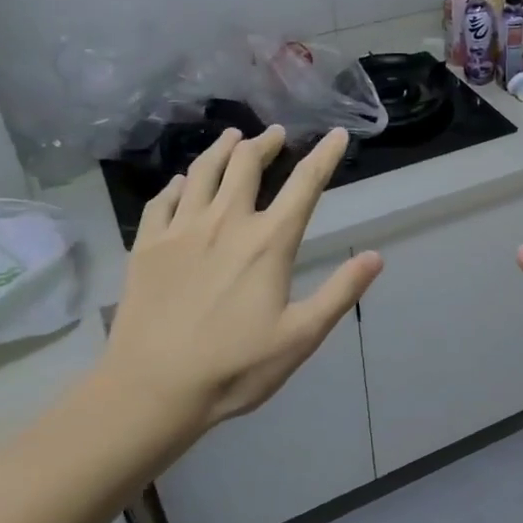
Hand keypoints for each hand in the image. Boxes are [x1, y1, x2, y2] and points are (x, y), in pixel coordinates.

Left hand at [97, 126, 382, 432]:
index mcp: (268, 242)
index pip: (305, 185)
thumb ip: (340, 292)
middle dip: (265, 142)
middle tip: (275, 133)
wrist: (152, 389)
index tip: (338, 134)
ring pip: (202, 171)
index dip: (325, 155)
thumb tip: (376, 257)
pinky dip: (178, 183)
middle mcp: (225, 222)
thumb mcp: (301, 337)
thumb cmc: (235, 367)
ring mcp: (181, 230)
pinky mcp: (147, 245)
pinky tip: (182, 182)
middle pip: (246, 164)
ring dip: (222, 149)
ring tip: (233, 137)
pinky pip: (163, 199)